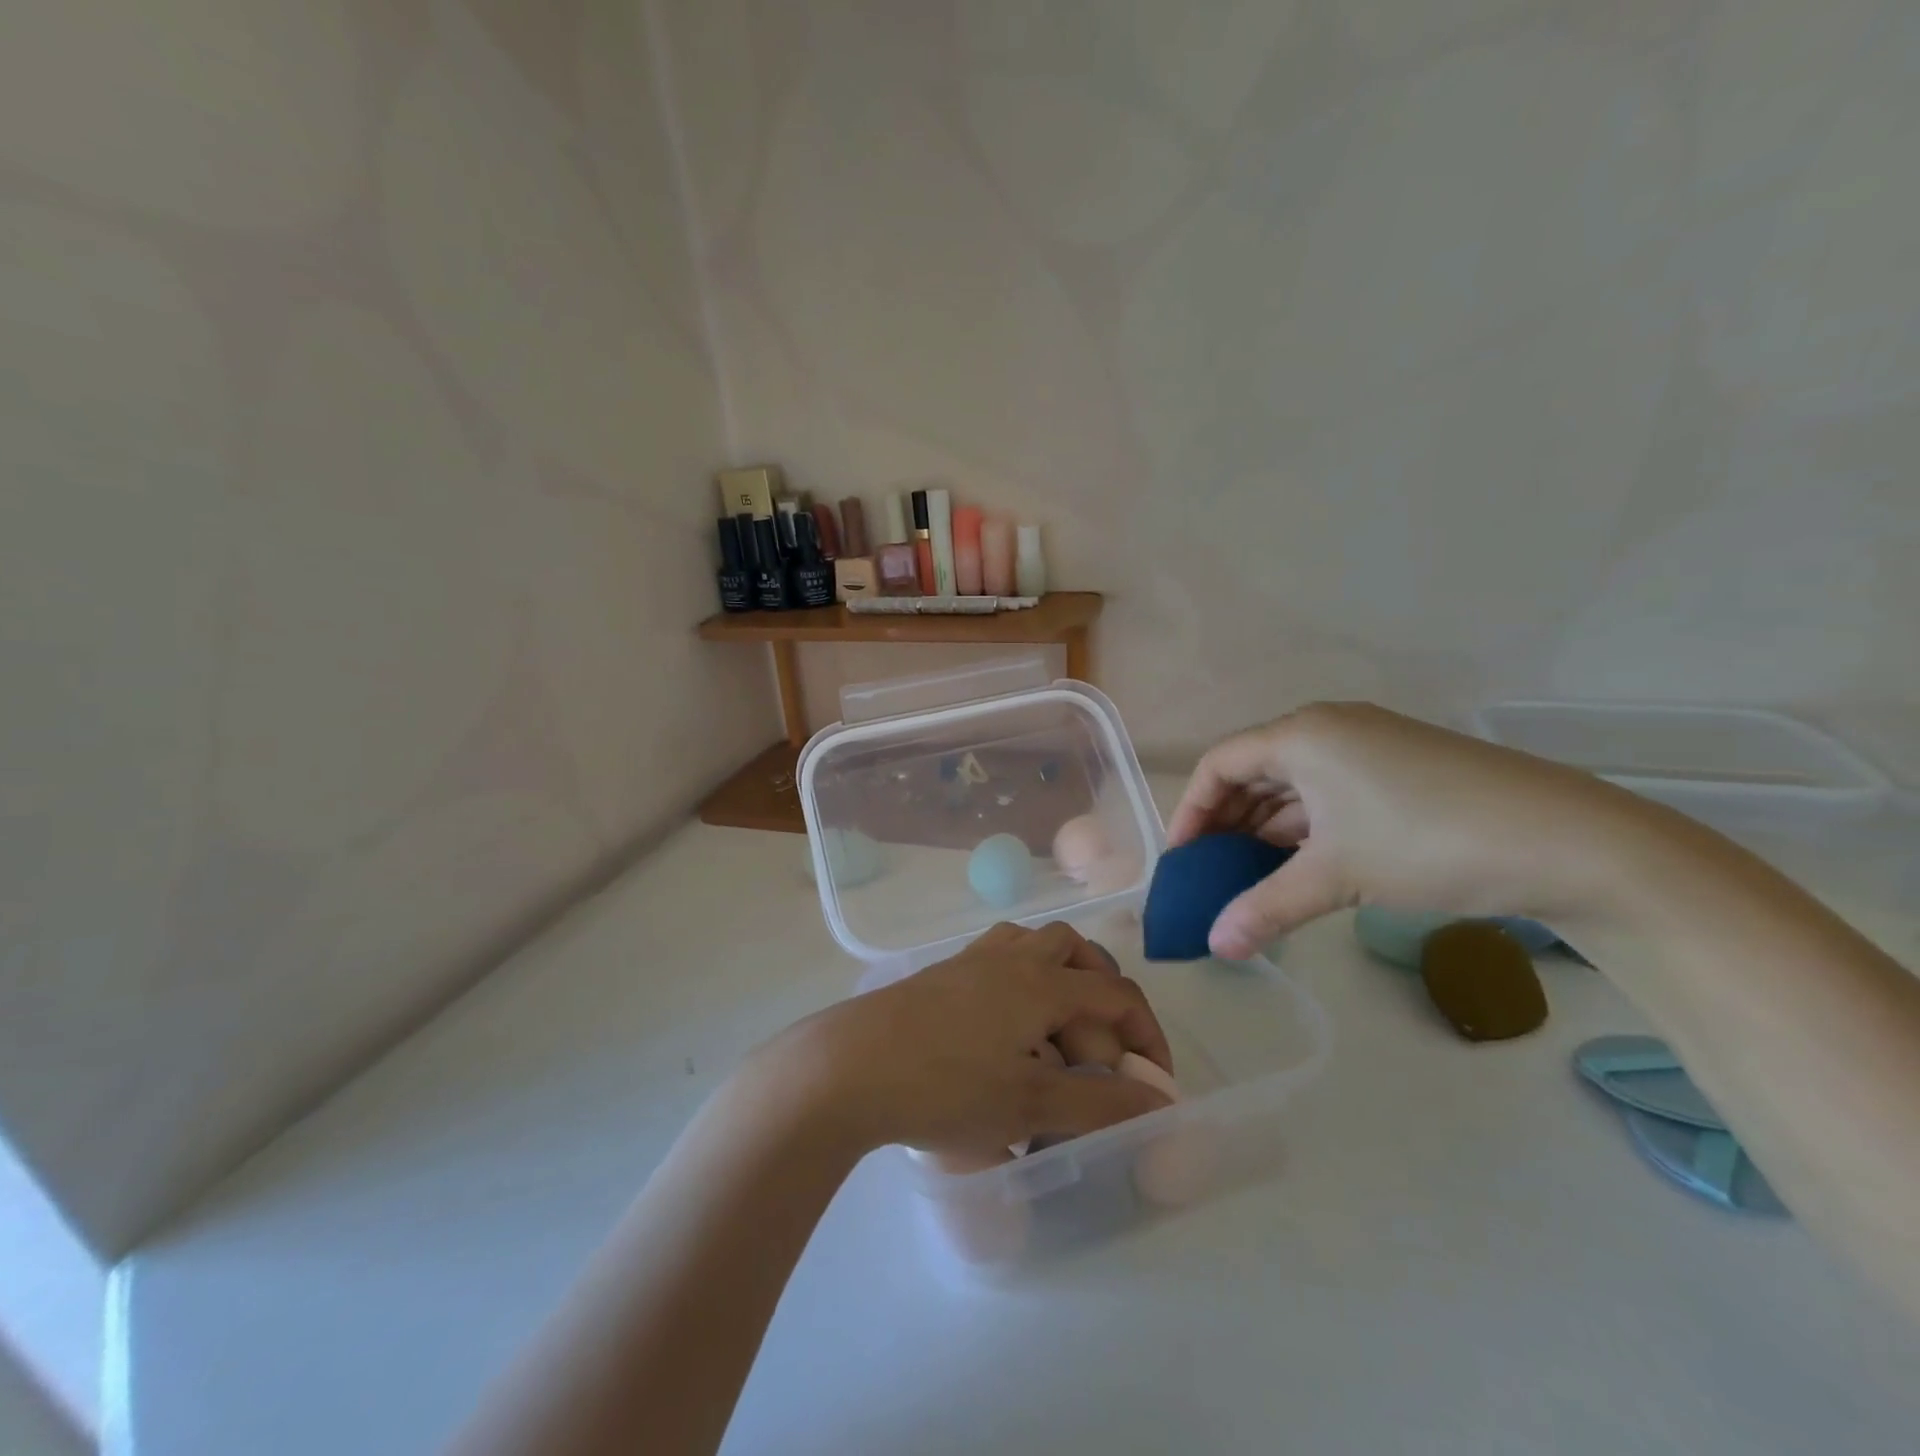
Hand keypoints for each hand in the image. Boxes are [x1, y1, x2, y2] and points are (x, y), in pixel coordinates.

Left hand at [766, 922, 1172, 1157]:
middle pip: (1076, 951)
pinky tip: (1005, 1030)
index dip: (1147, 1035)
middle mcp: (1012, 957)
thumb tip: (1160, 1104)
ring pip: (1034, 946)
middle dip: (1102, 996)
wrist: (849, 1067)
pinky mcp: (942, 973)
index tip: (1153, 1084)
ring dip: (1059, 980)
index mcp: (1042, 982)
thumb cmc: (946, 1087)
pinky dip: (1021, 983)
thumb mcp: (1030, 1105)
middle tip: (1098, 1054)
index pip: (1116, 994)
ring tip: (1055, 1036)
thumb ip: (1101, 1105)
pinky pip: (999, 960)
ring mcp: (972, 960)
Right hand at [1168, 703, 1623, 959]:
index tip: (1181, 861)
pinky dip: (1306, 831)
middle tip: (1210, 875)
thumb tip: (1215, 947)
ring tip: (1250, 879)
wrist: (1573, 843)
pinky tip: (1302, 868)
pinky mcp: (1402, 772)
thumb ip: (1265, 908)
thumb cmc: (1429, 842)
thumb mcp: (1337, 876)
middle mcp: (1330, 729)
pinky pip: (1330, 796)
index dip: (1190, 811)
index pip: (1219, 764)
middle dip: (1226, 824)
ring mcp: (1370, 748)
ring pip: (1294, 787)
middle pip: (1254, 772)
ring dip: (1266, 831)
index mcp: (1303, 734)